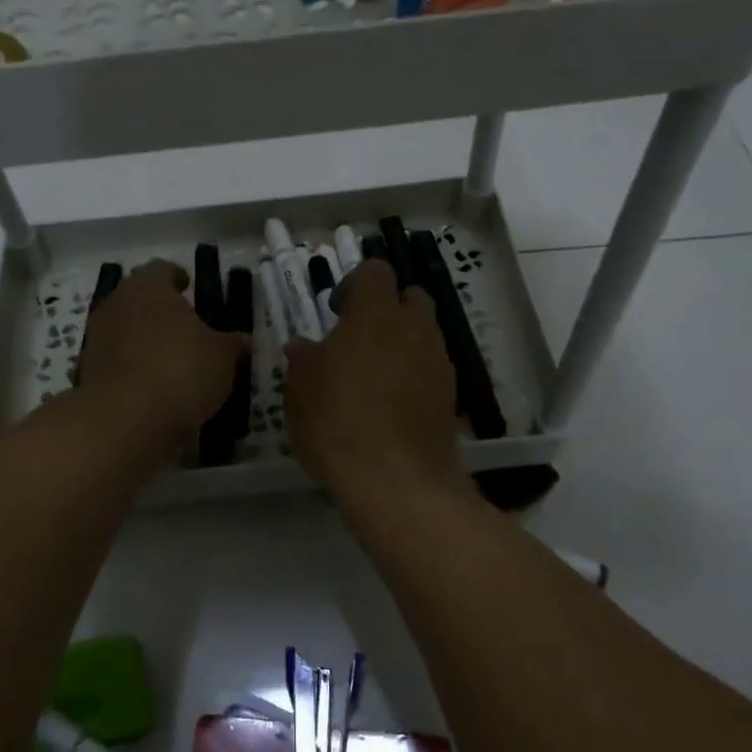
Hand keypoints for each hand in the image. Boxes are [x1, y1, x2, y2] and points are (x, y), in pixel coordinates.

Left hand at [78, 261, 247, 445]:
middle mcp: (116, 304)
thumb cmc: (181, 370)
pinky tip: (150, 387)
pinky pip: (114, 363)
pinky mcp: (86, 372)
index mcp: (148, 287)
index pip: (161, 269)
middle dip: (158, 309)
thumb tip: (244, 340)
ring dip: (142, 340)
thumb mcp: (222, 357)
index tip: (188, 286)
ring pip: (123, 330)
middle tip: (182, 324)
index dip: (176, 276)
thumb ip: (233, 344)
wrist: (126, 420)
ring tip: (168, 359)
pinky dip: (129, 369)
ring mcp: (96, 339)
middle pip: (138, 298)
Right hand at [284, 259, 464, 500]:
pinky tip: (393, 406)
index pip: (375, 271)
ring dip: (402, 343)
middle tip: (358, 340)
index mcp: (375, 313)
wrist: (396, 481)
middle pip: (409, 297)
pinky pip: (431, 368)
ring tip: (374, 378)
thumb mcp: (300, 389)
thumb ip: (304, 359)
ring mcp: (438, 361)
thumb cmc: (337, 423)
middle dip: (387, 309)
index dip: (355, 284)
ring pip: (423, 334)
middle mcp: (414, 327)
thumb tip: (304, 347)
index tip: (336, 313)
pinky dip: (414, 374)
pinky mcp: (451, 394)